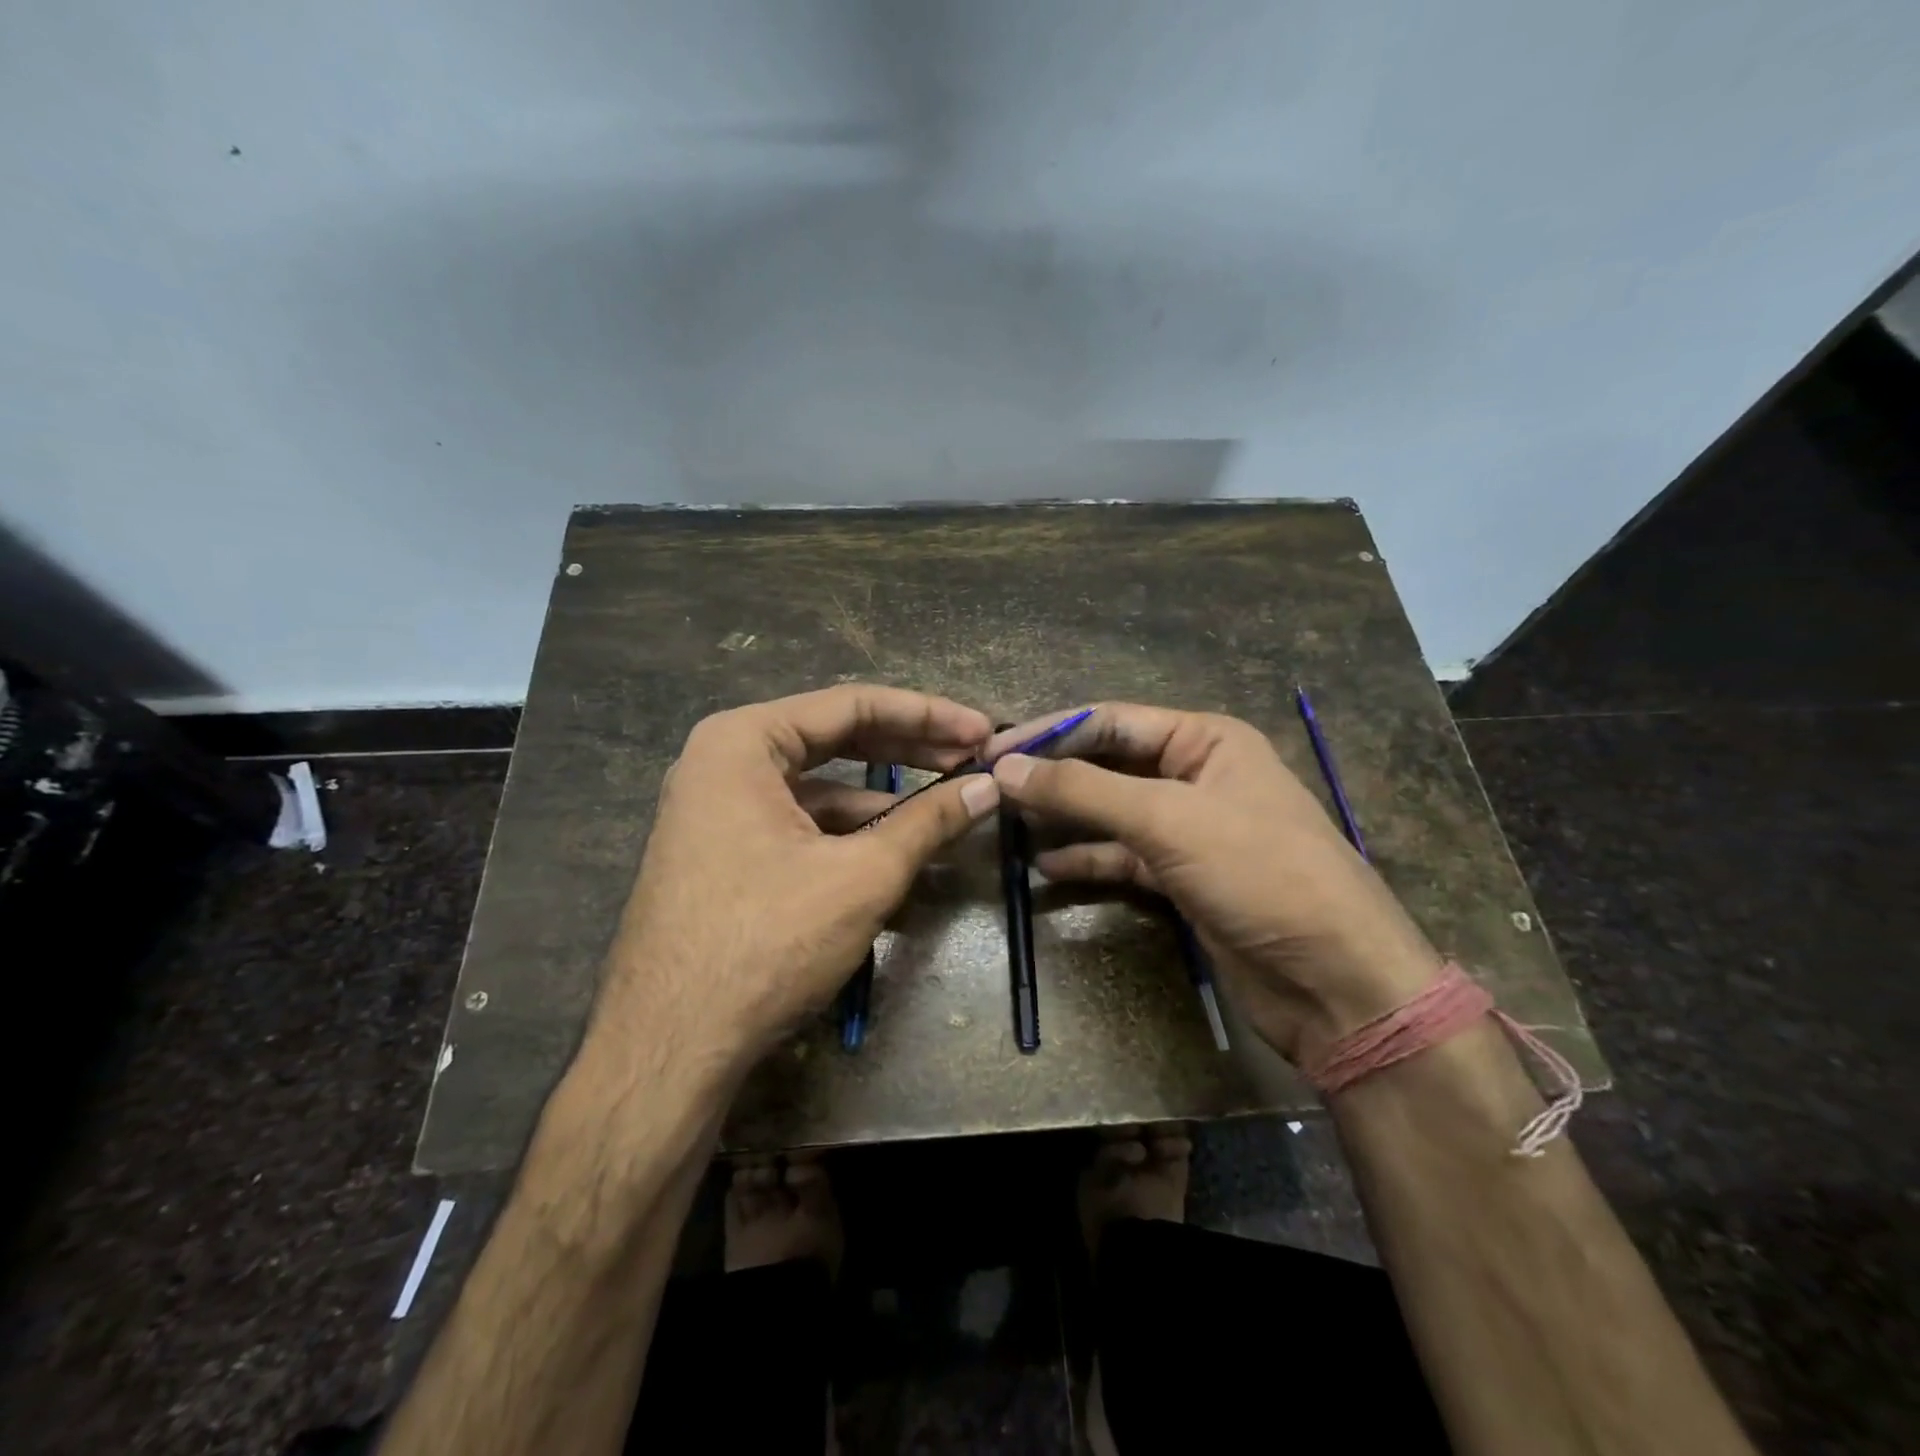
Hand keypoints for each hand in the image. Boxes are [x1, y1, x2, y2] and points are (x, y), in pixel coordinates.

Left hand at [595, 685, 1001, 1073]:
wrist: (669, 1045)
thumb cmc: (767, 940)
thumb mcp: (862, 875)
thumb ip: (930, 821)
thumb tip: (990, 787)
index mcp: (744, 741)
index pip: (853, 705)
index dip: (928, 716)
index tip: (983, 730)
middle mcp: (724, 762)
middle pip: (836, 738)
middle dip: (910, 750)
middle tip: (974, 759)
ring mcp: (719, 809)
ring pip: (820, 786)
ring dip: (886, 796)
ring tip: (949, 804)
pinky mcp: (726, 853)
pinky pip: (800, 823)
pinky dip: (851, 831)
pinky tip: (899, 847)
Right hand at [986, 704, 1442, 1063]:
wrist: (1333, 980)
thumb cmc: (1259, 873)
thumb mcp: (1168, 819)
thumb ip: (1084, 790)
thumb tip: (1007, 766)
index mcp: (1206, 740)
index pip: (1112, 721)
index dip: (1051, 733)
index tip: (993, 749)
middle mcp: (1197, 774)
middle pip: (1110, 763)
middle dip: (1055, 774)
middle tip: (992, 785)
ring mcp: (1191, 828)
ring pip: (1113, 811)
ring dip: (1065, 815)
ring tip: (1008, 820)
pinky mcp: (1184, 876)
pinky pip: (1124, 855)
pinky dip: (1088, 857)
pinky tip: (1045, 866)